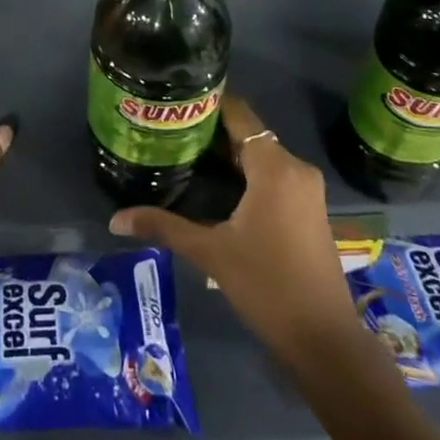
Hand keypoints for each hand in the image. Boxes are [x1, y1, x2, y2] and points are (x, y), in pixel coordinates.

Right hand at [109, 98, 377, 373]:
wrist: (324, 339)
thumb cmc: (267, 285)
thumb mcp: (211, 253)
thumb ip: (164, 227)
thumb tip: (115, 219)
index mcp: (274, 166)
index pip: (239, 114)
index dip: (208, 103)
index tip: (174, 100)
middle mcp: (294, 167)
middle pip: (248, 133)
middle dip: (210, 131)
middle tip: (168, 129)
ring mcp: (305, 189)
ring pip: (260, 155)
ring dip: (227, 154)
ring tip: (183, 151)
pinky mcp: (308, 208)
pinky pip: (273, 174)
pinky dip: (245, 172)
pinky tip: (215, 184)